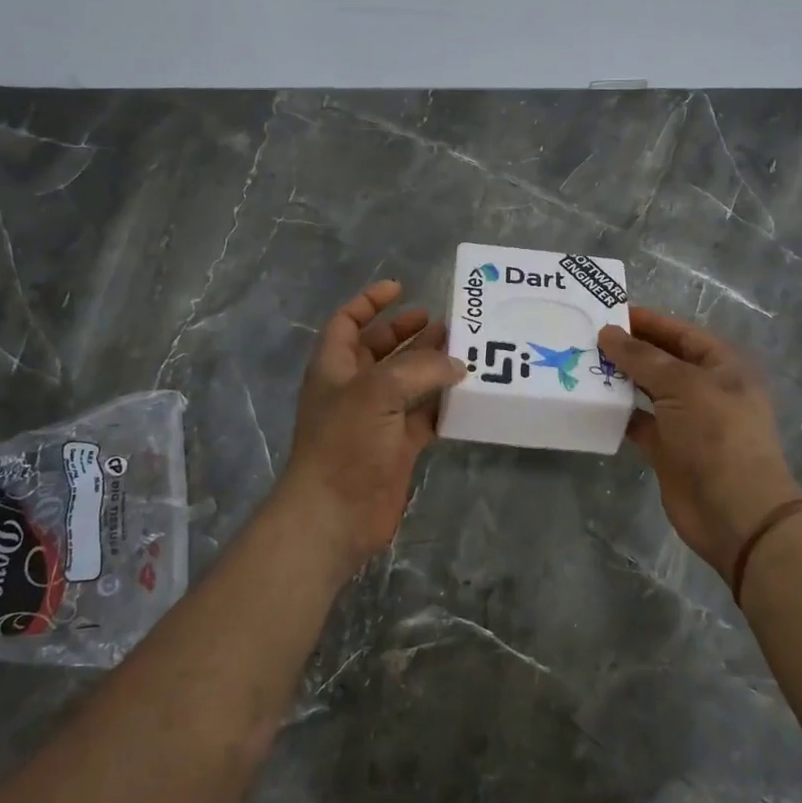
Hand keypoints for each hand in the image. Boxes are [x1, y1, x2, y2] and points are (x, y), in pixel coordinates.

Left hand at [278, 280, 466, 576]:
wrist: (334, 515)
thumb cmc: (346, 442)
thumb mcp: (378, 391)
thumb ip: (420, 369)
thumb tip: (456, 364)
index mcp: (335, 367)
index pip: (348, 321)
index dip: (370, 301)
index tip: (400, 288)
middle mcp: (354, 388)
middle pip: (380, 349)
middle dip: (408, 332)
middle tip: (444, 323)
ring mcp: (376, 418)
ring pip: (407, 382)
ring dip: (431, 366)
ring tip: (465, 352)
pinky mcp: (396, 447)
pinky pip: (423, 416)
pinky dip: (442, 404)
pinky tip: (467, 395)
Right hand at [598, 307, 801, 573]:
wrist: (735, 511)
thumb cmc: (717, 434)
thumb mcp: (682, 384)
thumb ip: (642, 357)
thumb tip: (608, 333)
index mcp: (721, 366)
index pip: (680, 333)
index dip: (647, 321)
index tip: (608, 312)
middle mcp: (705, 389)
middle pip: (662, 360)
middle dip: (628, 349)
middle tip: (585, 337)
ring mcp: (686, 421)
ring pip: (647, 390)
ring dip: (619, 380)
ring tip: (581, 364)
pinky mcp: (668, 449)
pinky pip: (638, 422)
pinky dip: (617, 413)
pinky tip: (590, 402)